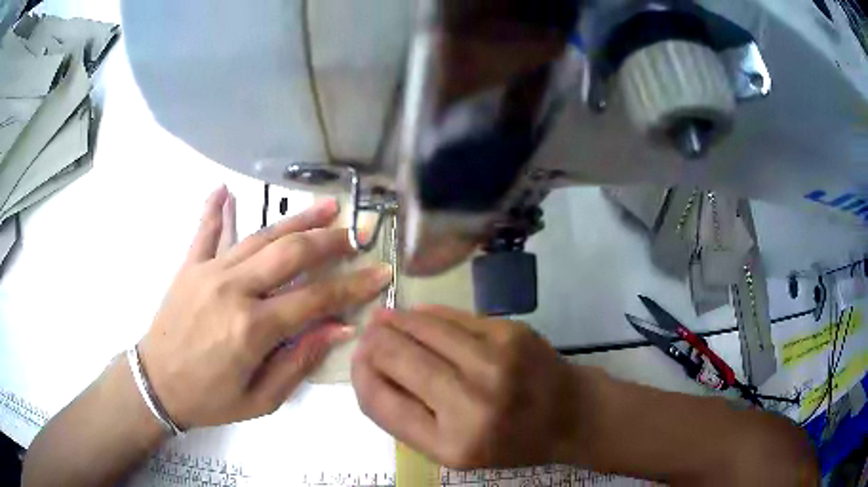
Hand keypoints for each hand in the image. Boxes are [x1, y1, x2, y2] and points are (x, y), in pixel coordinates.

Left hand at [139, 186, 391, 428]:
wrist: (156, 384)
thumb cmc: (210, 399)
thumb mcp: (261, 399)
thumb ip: (299, 362)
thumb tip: (339, 329)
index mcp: (252, 328)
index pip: (315, 299)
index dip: (353, 286)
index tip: (381, 273)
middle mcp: (233, 289)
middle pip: (290, 254)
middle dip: (330, 241)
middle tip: (358, 234)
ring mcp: (209, 271)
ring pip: (259, 236)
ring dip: (296, 219)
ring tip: (327, 206)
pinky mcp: (189, 266)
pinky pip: (205, 231)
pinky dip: (214, 209)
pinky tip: (223, 189)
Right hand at [352, 306, 580, 467]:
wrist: (570, 414)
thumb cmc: (508, 442)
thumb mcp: (452, 450)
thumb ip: (404, 415)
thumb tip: (366, 364)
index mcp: (451, 444)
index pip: (379, 399)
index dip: (359, 374)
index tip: (358, 361)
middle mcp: (471, 402)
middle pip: (394, 355)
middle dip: (372, 342)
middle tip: (369, 338)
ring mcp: (494, 360)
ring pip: (419, 325)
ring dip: (395, 322)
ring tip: (386, 322)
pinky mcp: (509, 331)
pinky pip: (449, 315)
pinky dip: (426, 316)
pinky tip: (420, 320)